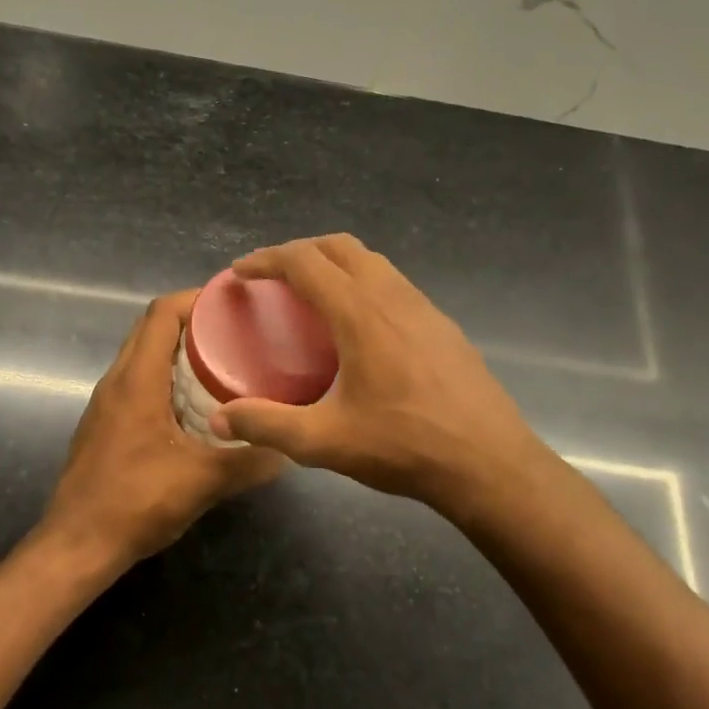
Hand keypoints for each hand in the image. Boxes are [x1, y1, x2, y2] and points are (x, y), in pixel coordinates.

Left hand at [39, 290, 285, 570]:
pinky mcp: (104, 425)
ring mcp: (106, 404)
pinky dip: (165, 377)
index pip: (161, 314)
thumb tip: (288, 450)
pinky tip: (194, 405)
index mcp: (136, 381)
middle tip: (237, 332)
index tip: (233, 302)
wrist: (76, 545)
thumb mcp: (203, 482)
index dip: (196, 298)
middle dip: (192, 321)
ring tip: (223, 363)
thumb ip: (249, 463)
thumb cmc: (136, 503)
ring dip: (177, 350)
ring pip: (142, 356)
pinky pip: (137, 383)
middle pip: (150, 329)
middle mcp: (116, 382)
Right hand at [207, 235, 554, 516]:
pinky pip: (393, 283)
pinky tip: (359, 326)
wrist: (489, 462)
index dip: (267, 259)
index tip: (241, 271)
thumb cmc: (404, 446)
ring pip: (372, 261)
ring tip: (311, 295)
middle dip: (299, 251)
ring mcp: (423, 307)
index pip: (304, 262)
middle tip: (272, 277)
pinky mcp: (442, 325)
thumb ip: (267, 425)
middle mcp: (392, 296)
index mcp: (359, 312)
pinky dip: (363, 283)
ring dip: (335, 263)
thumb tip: (219, 420)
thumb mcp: (325, 441)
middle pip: (339, 247)